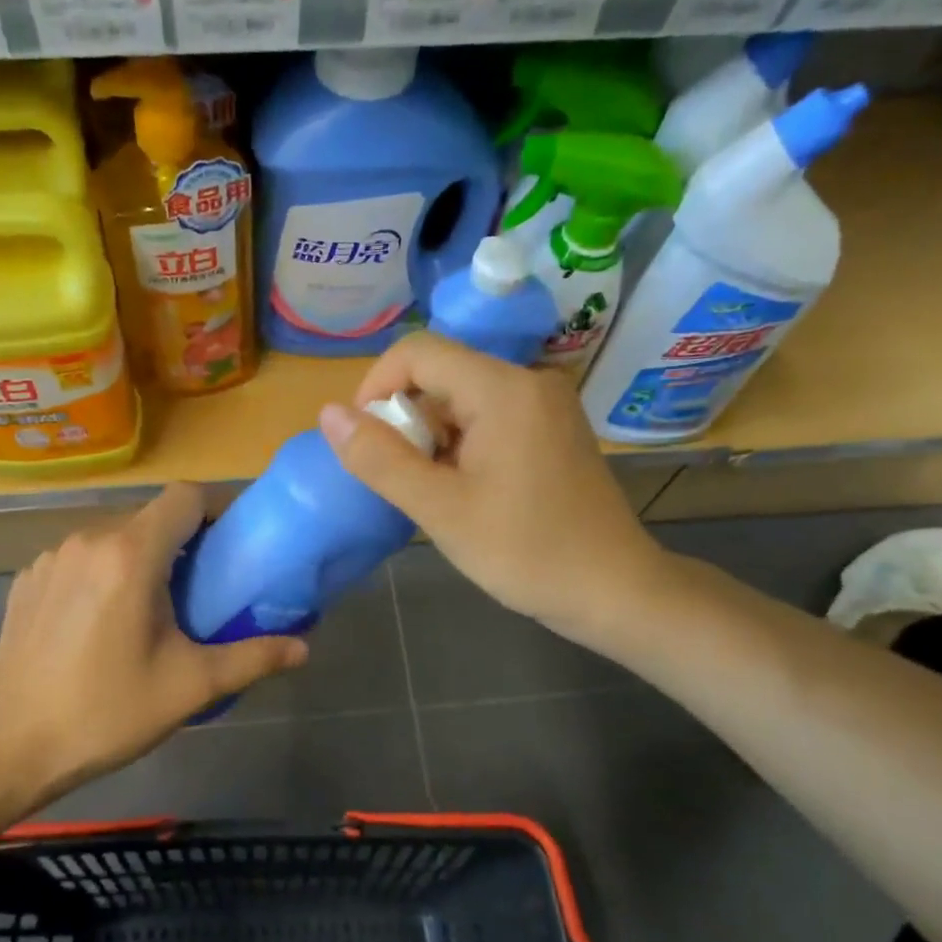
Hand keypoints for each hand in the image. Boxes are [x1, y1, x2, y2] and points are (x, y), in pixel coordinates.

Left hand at [0, 484, 307, 808]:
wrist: (11, 747)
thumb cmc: (107, 713)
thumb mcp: (190, 687)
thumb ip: (253, 658)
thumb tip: (305, 647)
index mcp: (130, 555)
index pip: (186, 496)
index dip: (219, 509)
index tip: (236, 544)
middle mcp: (86, 540)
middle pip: (151, 517)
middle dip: (185, 541)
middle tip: (205, 587)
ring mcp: (49, 558)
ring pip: (114, 536)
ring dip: (143, 557)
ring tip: (155, 607)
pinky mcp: (26, 580)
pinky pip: (80, 558)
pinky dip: (104, 573)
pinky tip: (103, 621)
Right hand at [318, 332, 669, 647]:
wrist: (613, 590)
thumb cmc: (525, 552)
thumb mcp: (440, 510)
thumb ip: (380, 459)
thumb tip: (328, 414)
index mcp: (503, 388)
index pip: (417, 352)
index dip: (376, 388)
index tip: (365, 443)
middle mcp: (529, 380)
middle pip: (441, 374)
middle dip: (406, 420)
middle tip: (404, 481)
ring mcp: (546, 404)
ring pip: (463, 399)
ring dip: (433, 438)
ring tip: (436, 494)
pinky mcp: (553, 429)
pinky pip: (489, 418)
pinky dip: (462, 446)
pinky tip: (466, 492)